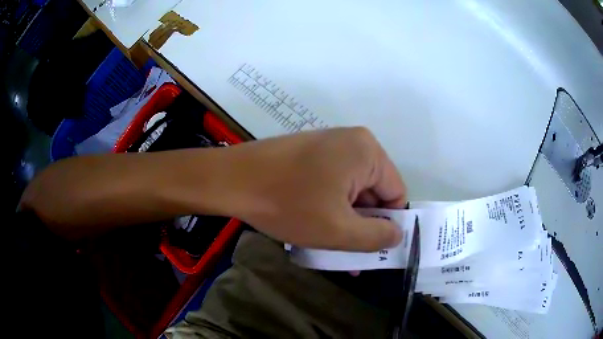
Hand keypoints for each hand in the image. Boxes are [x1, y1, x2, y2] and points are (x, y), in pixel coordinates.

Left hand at [223, 127, 405, 251]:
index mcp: (367, 152)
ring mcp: (329, 144)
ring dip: (345, 220)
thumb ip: (376, 237)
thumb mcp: (338, 230)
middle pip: (373, 192)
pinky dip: (330, 206)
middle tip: (348, 254)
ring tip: (331, 246)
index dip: (386, 225)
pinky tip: (316, 226)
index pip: (396, 194)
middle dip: (363, 225)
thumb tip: (398, 234)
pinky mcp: (311, 152)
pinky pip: (332, 183)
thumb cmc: (287, 204)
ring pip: (351, 191)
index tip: (370, 249)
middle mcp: (353, 142)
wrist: (231, 180)